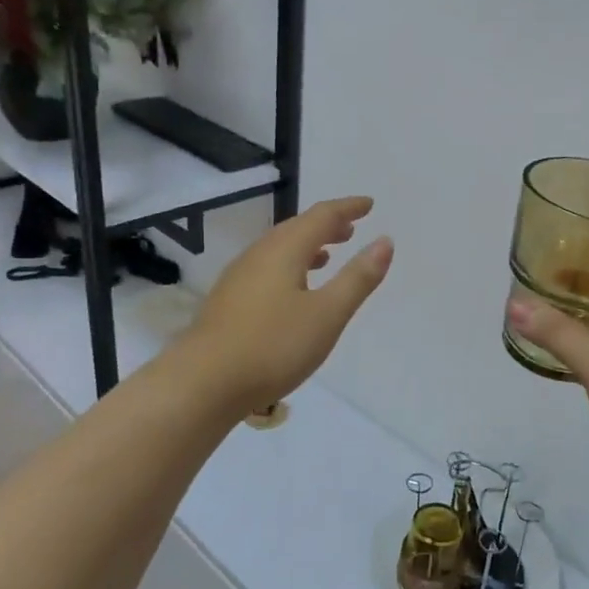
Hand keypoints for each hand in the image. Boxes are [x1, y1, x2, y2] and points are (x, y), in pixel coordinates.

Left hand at [183, 197, 393, 413]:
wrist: (203, 383)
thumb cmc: (273, 346)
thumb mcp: (327, 314)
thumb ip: (357, 277)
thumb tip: (384, 241)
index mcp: (284, 250)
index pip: (321, 216)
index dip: (347, 208)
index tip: (368, 204)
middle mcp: (259, 255)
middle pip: (296, 228)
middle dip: (326, 225)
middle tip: (350, 228)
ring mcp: (239, 278)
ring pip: (279, 249)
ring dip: (307, 246)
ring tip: (327, 255)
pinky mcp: (229, 302)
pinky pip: (267, 269)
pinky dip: (289, 266)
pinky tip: (293, 291)